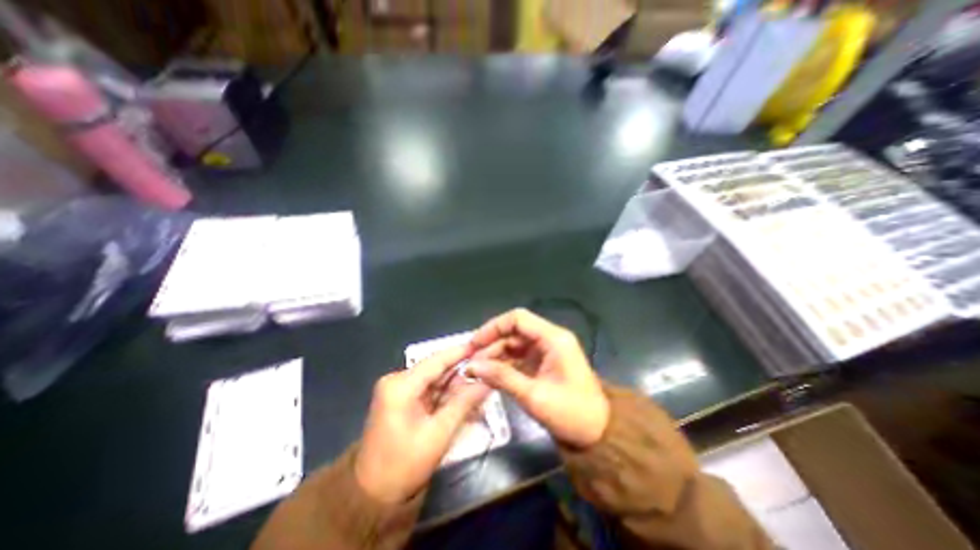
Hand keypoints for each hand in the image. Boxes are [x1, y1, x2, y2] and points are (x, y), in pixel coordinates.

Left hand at [355, 347, 487, 503]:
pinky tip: (467, 396)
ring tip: (482, 381)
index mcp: (400, 385)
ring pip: (435, 380)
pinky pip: (430, 391)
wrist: (371, 497)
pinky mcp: (402, 400)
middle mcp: (397, 381)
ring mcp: (398, 390)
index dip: (461, 352)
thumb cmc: (403, 466)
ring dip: (457, 384)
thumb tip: (487, 381)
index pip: (436, 360)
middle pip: (437, 369)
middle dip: (462, 370)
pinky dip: (447, 395)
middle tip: (487, 367)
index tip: (482, 344)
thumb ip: (464, 403)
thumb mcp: (438, 434)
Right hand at [464, 307, 609, 448]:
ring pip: (515, 343)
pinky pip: (519, 356)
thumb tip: (472, 366)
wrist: (600, 433)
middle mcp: (550, 338)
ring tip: (475, 369)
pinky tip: (489, 374)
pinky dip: (504, 363)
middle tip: (470, 360)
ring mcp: (547, 350)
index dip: (493, 327)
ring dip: (495, 354)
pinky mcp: (544, 362)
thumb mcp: (534, 396)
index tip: (474, 343)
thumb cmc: (571, 413)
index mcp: (553, 338)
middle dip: (491, 343)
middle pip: (514, 330)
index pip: (518, 319)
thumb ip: (502, 377)